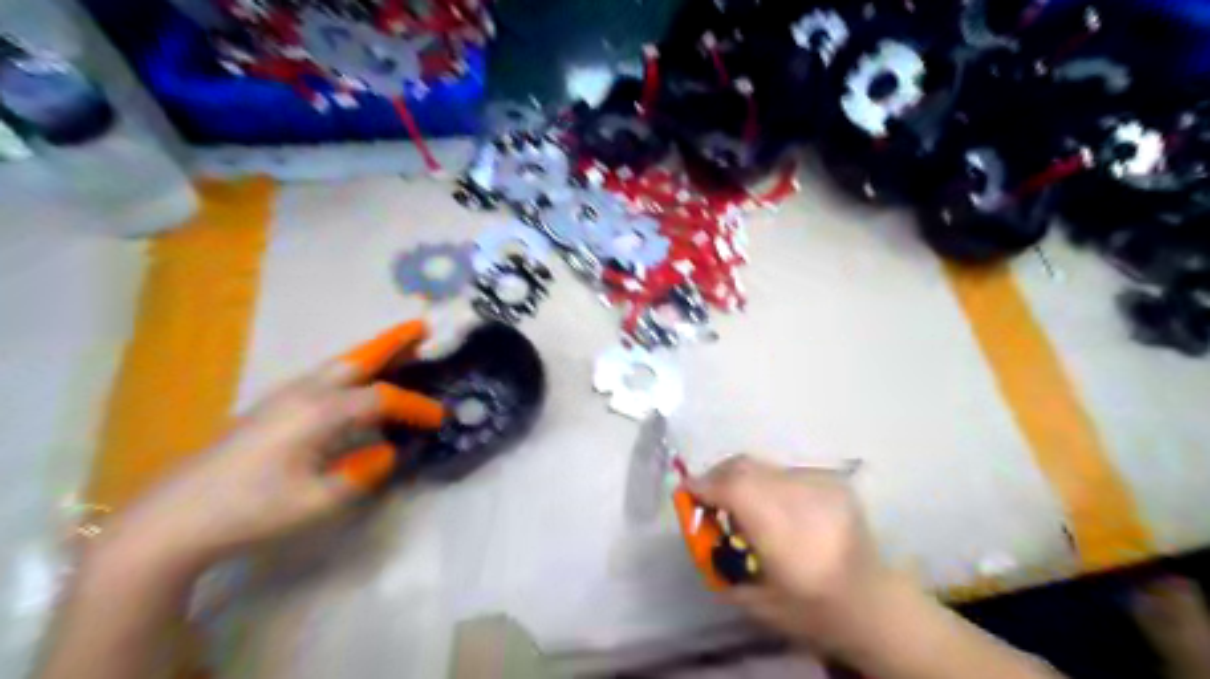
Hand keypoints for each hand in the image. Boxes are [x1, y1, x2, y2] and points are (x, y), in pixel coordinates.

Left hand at [93, 322, 442, 575]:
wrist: (175, 518)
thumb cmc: (251, 510)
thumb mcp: (318, 502)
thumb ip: (362, 474)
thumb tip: (385, 452)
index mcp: (320, 413)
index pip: (382, 399)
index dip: (415, 406)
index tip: (440, 418)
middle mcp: (304, 394)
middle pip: (357, 359)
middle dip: (392, 342)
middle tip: (423, 328)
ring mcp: (283, 397)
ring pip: (339, 365)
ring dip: (372, 353)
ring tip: (400, 347)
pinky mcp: (271, 408)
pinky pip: (324, 377)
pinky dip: (353, 369)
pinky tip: (357, 384)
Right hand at [690, 454, 885, 655]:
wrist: (875, 603)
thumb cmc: (813, 610)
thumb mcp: (757, 601)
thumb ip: (721, 566)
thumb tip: (699, 536)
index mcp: (781, 530)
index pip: (733, 488)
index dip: (704, 485)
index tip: (686, 492)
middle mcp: (800, 497)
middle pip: (746, 467)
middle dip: (719, 476)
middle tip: (709, 494)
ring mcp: (820, 484)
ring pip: (765, 467)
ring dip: (745, 480)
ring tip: (744, 503)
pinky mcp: (833, 481)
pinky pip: (787, 473)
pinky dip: (771, 484)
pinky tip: (778, 507)